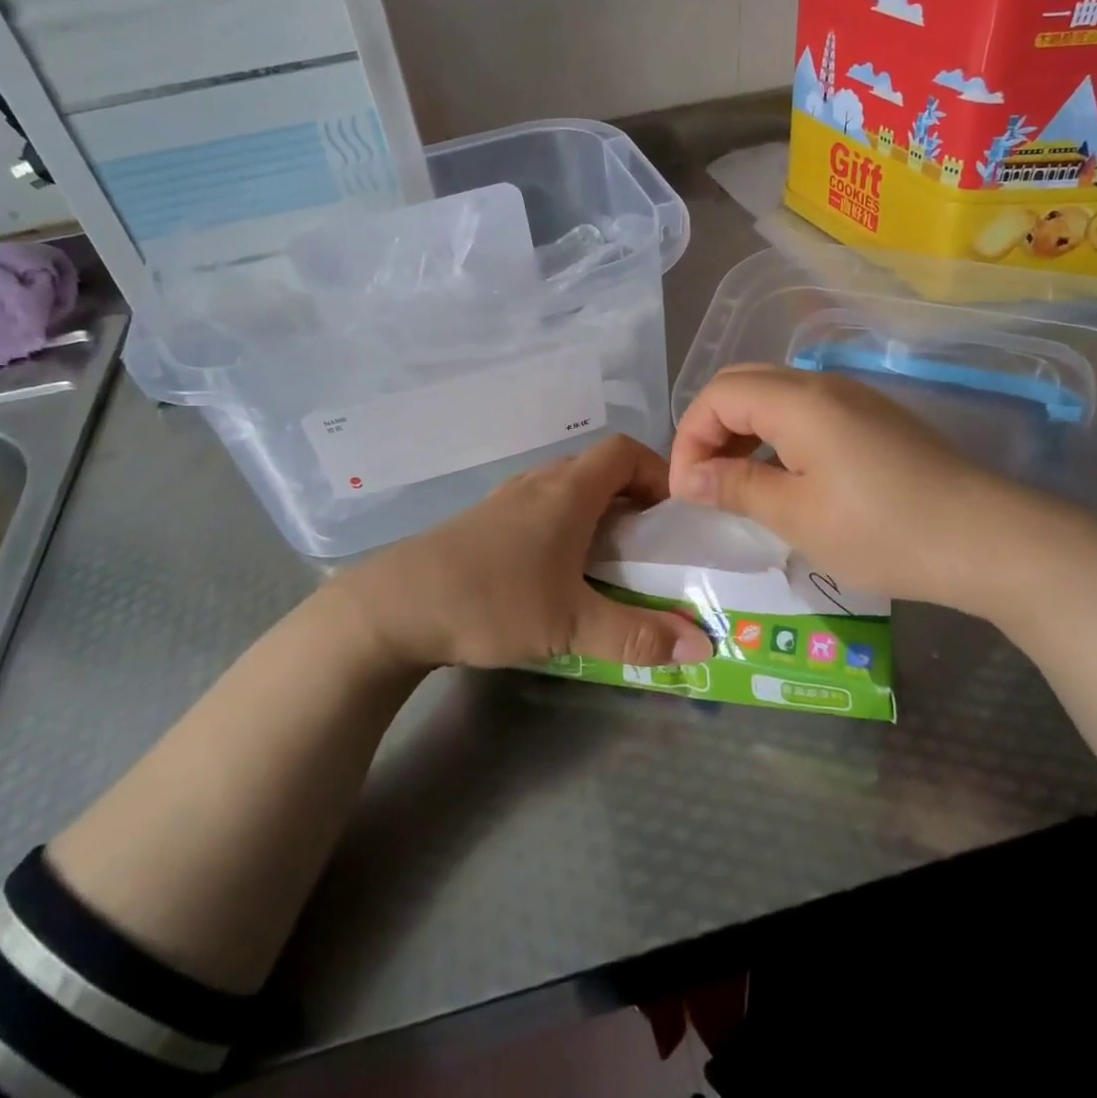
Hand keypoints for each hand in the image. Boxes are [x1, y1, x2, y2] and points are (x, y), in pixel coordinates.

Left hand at [333, 435, 713, 672]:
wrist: (395, 606)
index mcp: (568, 492)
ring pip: (566, 489)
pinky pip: (539, 508)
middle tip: (650, 545)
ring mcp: (506, 500)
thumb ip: (637, 636)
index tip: (674, 513)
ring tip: (609, 561)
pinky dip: (563, 526)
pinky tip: (556, 572)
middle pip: (598, 469)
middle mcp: (538, 483)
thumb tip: (701, 645)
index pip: (625, 451)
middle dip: (632, 498)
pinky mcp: (483, 522)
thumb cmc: (492, 601)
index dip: (658, 472)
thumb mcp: (571, 626)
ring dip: (596, 514)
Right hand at [669, 366, 1096, 618]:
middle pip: (743, 386)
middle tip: (705, 484)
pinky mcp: (873, 420)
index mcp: (798, 400)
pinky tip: (784, 480)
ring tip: (736, 485)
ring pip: (774, 397)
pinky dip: (776, 438)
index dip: (689, 439)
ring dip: (743, 433)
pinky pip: (806, 413)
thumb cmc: (883, 531)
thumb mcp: (796, 516)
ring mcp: (853, 399)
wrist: (989, 540)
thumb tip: (688, 479)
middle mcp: (822, 385)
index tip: (687, 492)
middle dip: (711, 430)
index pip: (717, 395)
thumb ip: (735, 487)